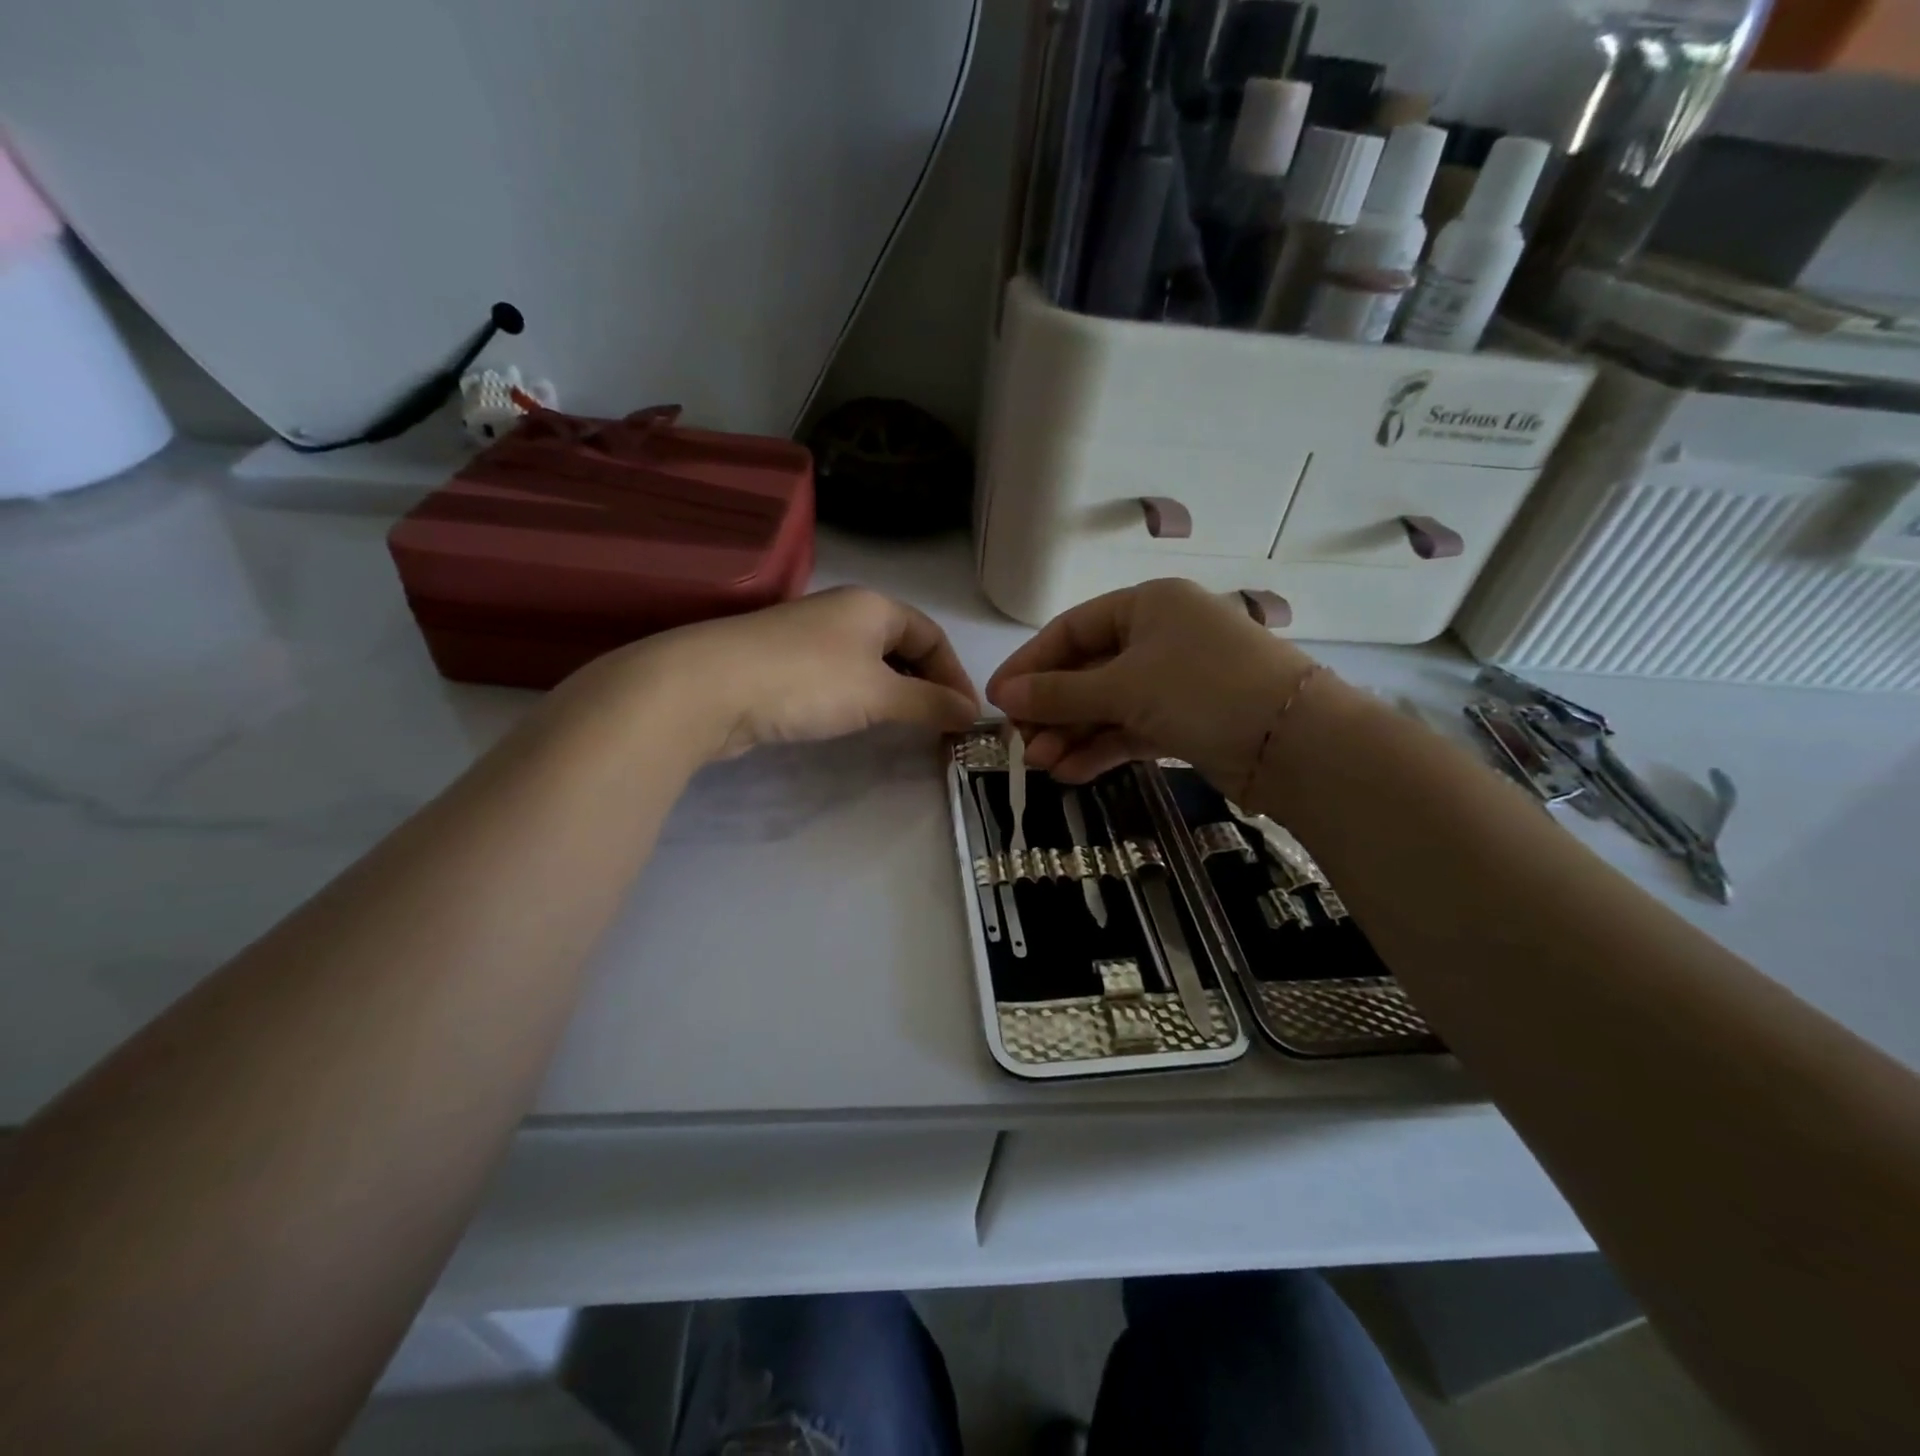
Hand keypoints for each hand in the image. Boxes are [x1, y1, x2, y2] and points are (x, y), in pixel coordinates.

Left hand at [577, 587, 980, 761]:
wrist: (709, 687)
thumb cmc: (808, 681)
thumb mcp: (879, 693)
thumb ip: (929, 703)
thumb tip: (972, 714)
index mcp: (874, 606)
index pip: (932, 635)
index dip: (955, 675)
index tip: (967, 717)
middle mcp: (844, 612)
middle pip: (902, 646)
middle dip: (927, 684)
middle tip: (941, 725)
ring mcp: (810, 637)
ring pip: (869, 663)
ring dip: (894, 693)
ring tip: (907, 727)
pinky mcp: (784, 664)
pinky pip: (839, 678)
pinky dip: (861, 698)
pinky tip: (859, 721)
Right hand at [986, 579, 1317, 789]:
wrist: (1296, 744)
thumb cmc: (1203, 690)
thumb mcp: (1124, 687)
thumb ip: (1060, 694)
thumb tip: (1004, 696)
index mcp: (1147, 606)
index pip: (1071, 630)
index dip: (1030, 664)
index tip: (998, 699)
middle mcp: (1160, 637)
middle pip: (1087, 671)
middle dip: (1052, 709)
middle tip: (1019, 743)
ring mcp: (1174, 681)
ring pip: (1108, 705)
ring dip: (1072, 734)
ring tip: (1040, 765)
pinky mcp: (1186, 721)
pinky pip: (1130, 729)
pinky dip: (1101, 749)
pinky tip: (1070, 773)